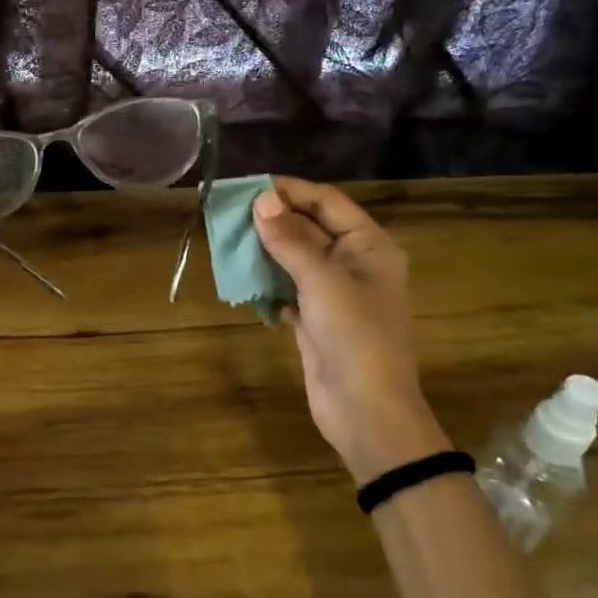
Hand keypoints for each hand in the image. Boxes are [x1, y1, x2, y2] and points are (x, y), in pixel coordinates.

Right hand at [252, 177, 448, 483]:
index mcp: (369, 245)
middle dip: (272, 219)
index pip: (327, 202)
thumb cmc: (354, 336)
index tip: (247, 186)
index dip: (289, 191)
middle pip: (309, 228)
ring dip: (265, 250)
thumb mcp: (321, 281)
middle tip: (228, 212)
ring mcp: (335, 293)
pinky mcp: (316, 319)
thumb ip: (290, 240)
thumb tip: (261, 200)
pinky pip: (287, 288)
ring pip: (295, 258)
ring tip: (227, 239)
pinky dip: (267, 281)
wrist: (367, 411)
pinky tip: (242, 277)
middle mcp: (354, 263)